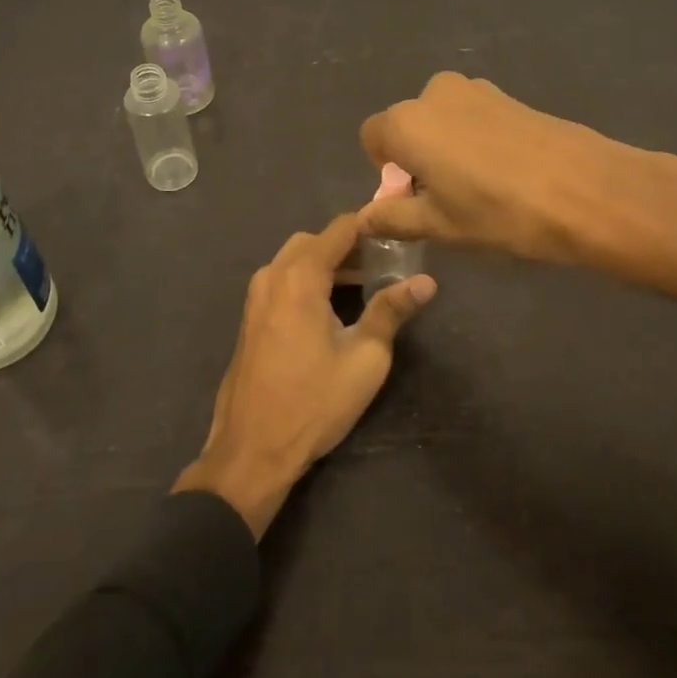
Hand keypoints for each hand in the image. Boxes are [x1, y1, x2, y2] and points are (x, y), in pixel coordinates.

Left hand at [175, 214, 436, 538]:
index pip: (339, 228)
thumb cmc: (313, 403)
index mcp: (300, 277)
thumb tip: (426, 282)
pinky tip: (331, 308)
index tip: (399, 235)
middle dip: (349, 246)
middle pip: (315, 240)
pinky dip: (307, 279)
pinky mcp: (250, 316)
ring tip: (363, 285)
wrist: (251, 451)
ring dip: (327, 263)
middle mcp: (273, 275)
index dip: (370, 226)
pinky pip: (282, 280)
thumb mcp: (364, 359)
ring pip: (295, 259)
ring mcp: (256, 296)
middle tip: (383, 265)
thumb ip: (392, 311)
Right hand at [358, 72, 639, 265]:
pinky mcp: (507, 94)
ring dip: (447, 146)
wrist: (583, 188)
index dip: (386, 169)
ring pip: (442, 119)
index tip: (412, 197)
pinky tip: (505, 170)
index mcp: (406, 122)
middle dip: (416, 156)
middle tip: (446, 196)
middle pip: (408, 124)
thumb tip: (364, 218)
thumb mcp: (440, 225)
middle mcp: (433, 94)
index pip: (372, 137)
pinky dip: (475, 138)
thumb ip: (394, 217)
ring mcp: (474, 88)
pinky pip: (472, 115)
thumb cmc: (498, 211)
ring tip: (480, 185)